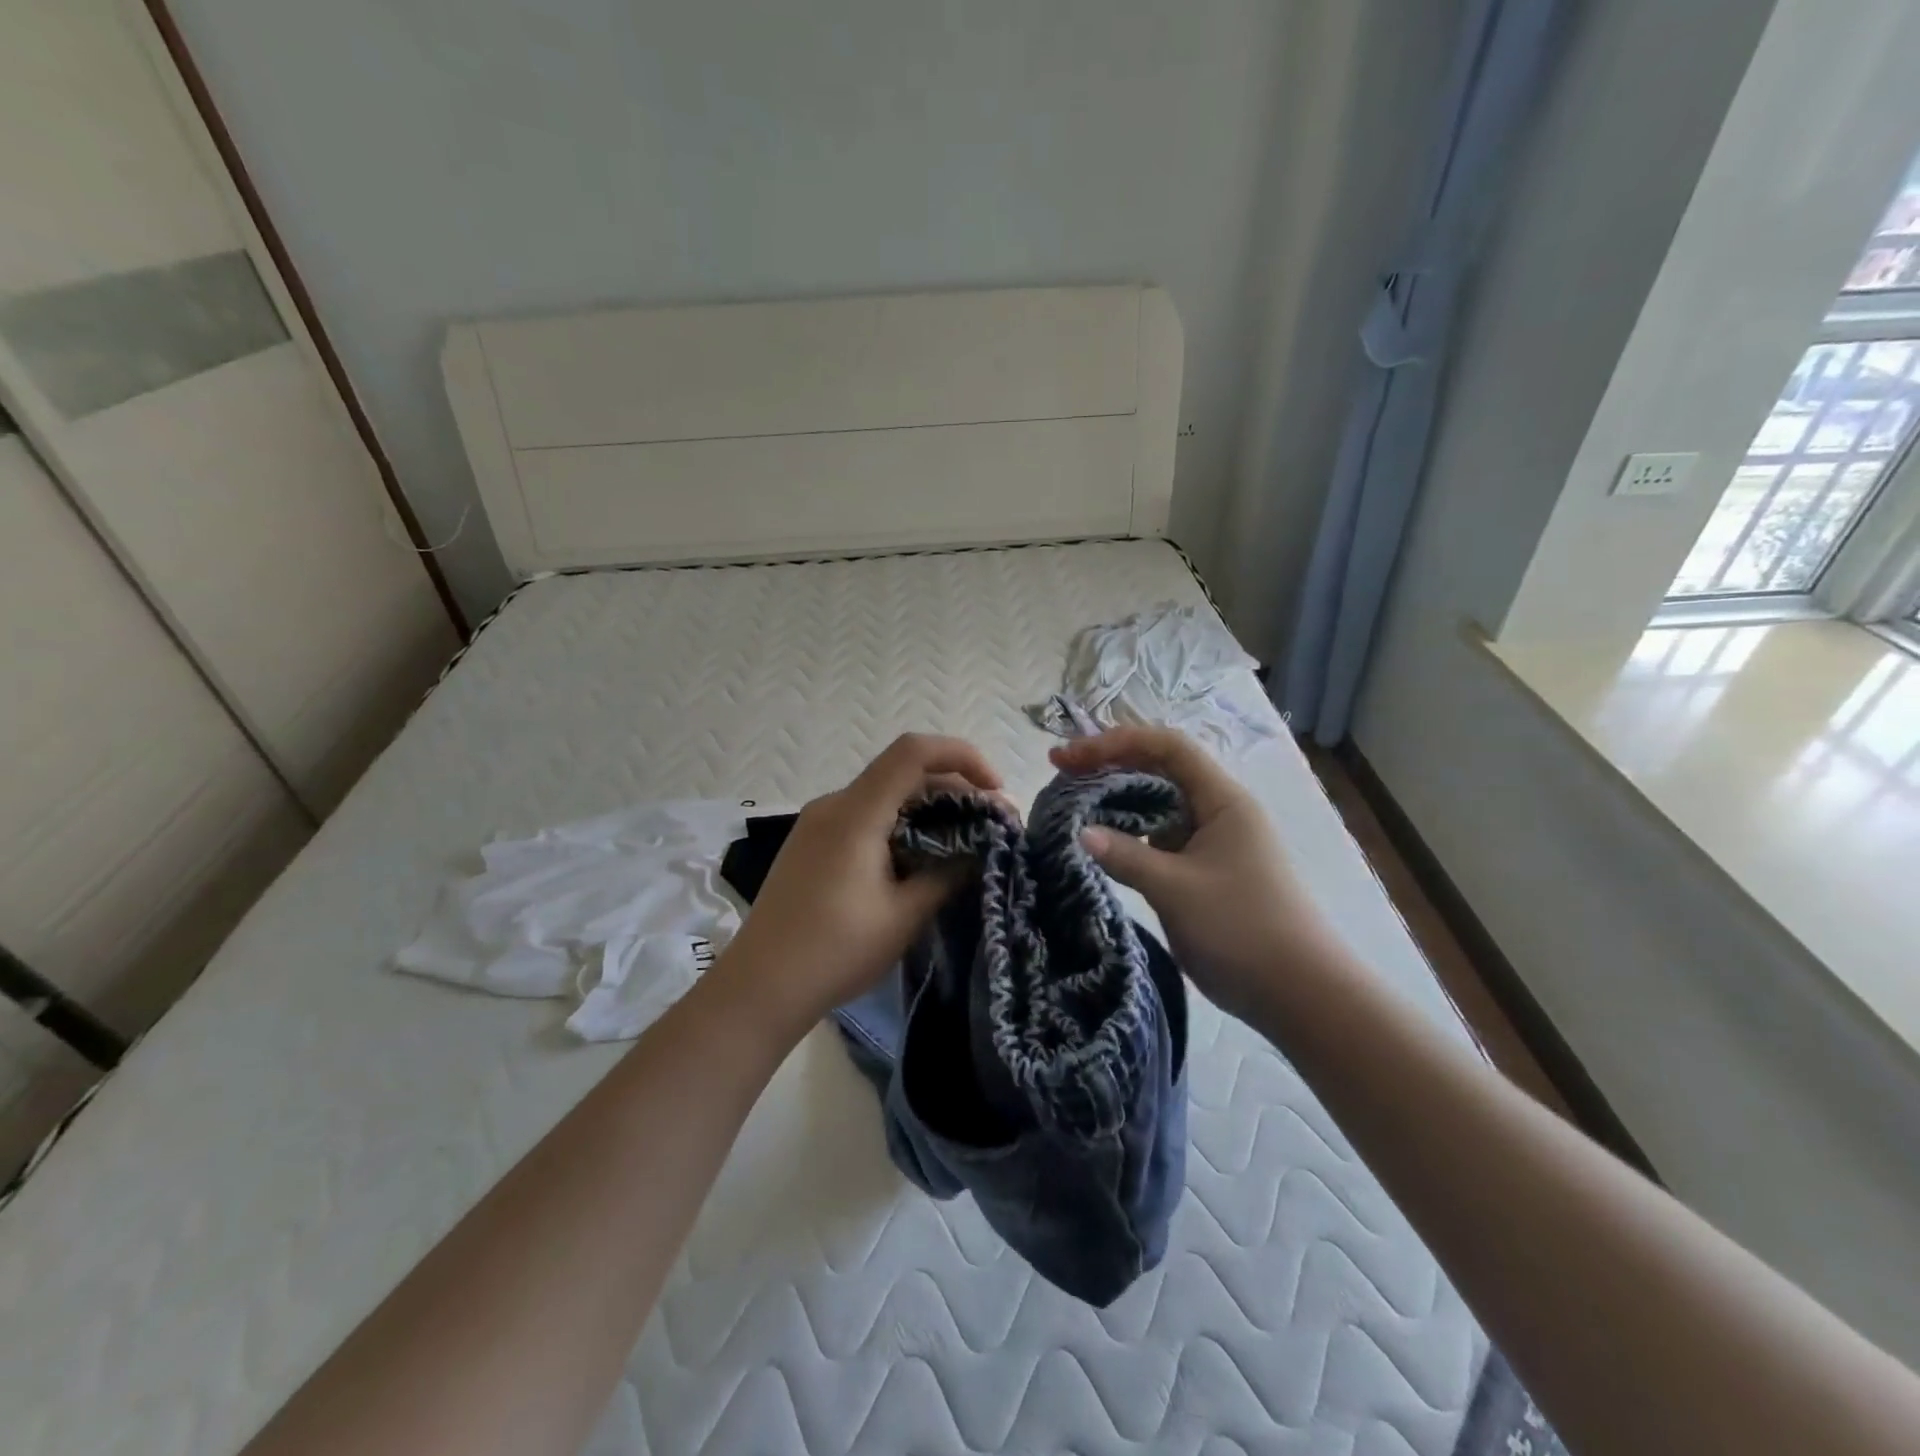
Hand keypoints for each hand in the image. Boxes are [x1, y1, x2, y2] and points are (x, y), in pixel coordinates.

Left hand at [718, 733, 1002, 1031]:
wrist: (759, 987)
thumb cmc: (835, 951)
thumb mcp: (903, 916)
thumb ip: (947, 875)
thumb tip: (978, 851)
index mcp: (855, 813)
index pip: (913, 753)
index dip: (962, 756)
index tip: (995, 791)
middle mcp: (834, 805)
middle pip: (902, 772)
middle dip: (954, 789)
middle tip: (991, 824)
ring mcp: (818, 823)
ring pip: (884, 795)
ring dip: (928, 808)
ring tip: (963, 841)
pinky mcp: (812, 843)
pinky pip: (865, 815)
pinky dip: (901, 823)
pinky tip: (919, 856)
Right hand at [1049, 726, 1340, 1020]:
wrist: (1299, 993)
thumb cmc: (1242, 930)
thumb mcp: (1176, 890)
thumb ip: (1125, 856)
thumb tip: (1078, 832)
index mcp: (1221, 800)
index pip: (1166, 747)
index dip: (1116, 742)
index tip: (1070, 756)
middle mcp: (1217, 810)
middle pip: (1159, 769)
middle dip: (1110, 765)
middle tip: (1062, 773)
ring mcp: (1211, 841)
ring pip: (1157, 804)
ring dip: (1117, 799)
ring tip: (1073, 804)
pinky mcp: (1204, 869)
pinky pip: (1159, 837)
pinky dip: (1128, 833)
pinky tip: (1101, 843)